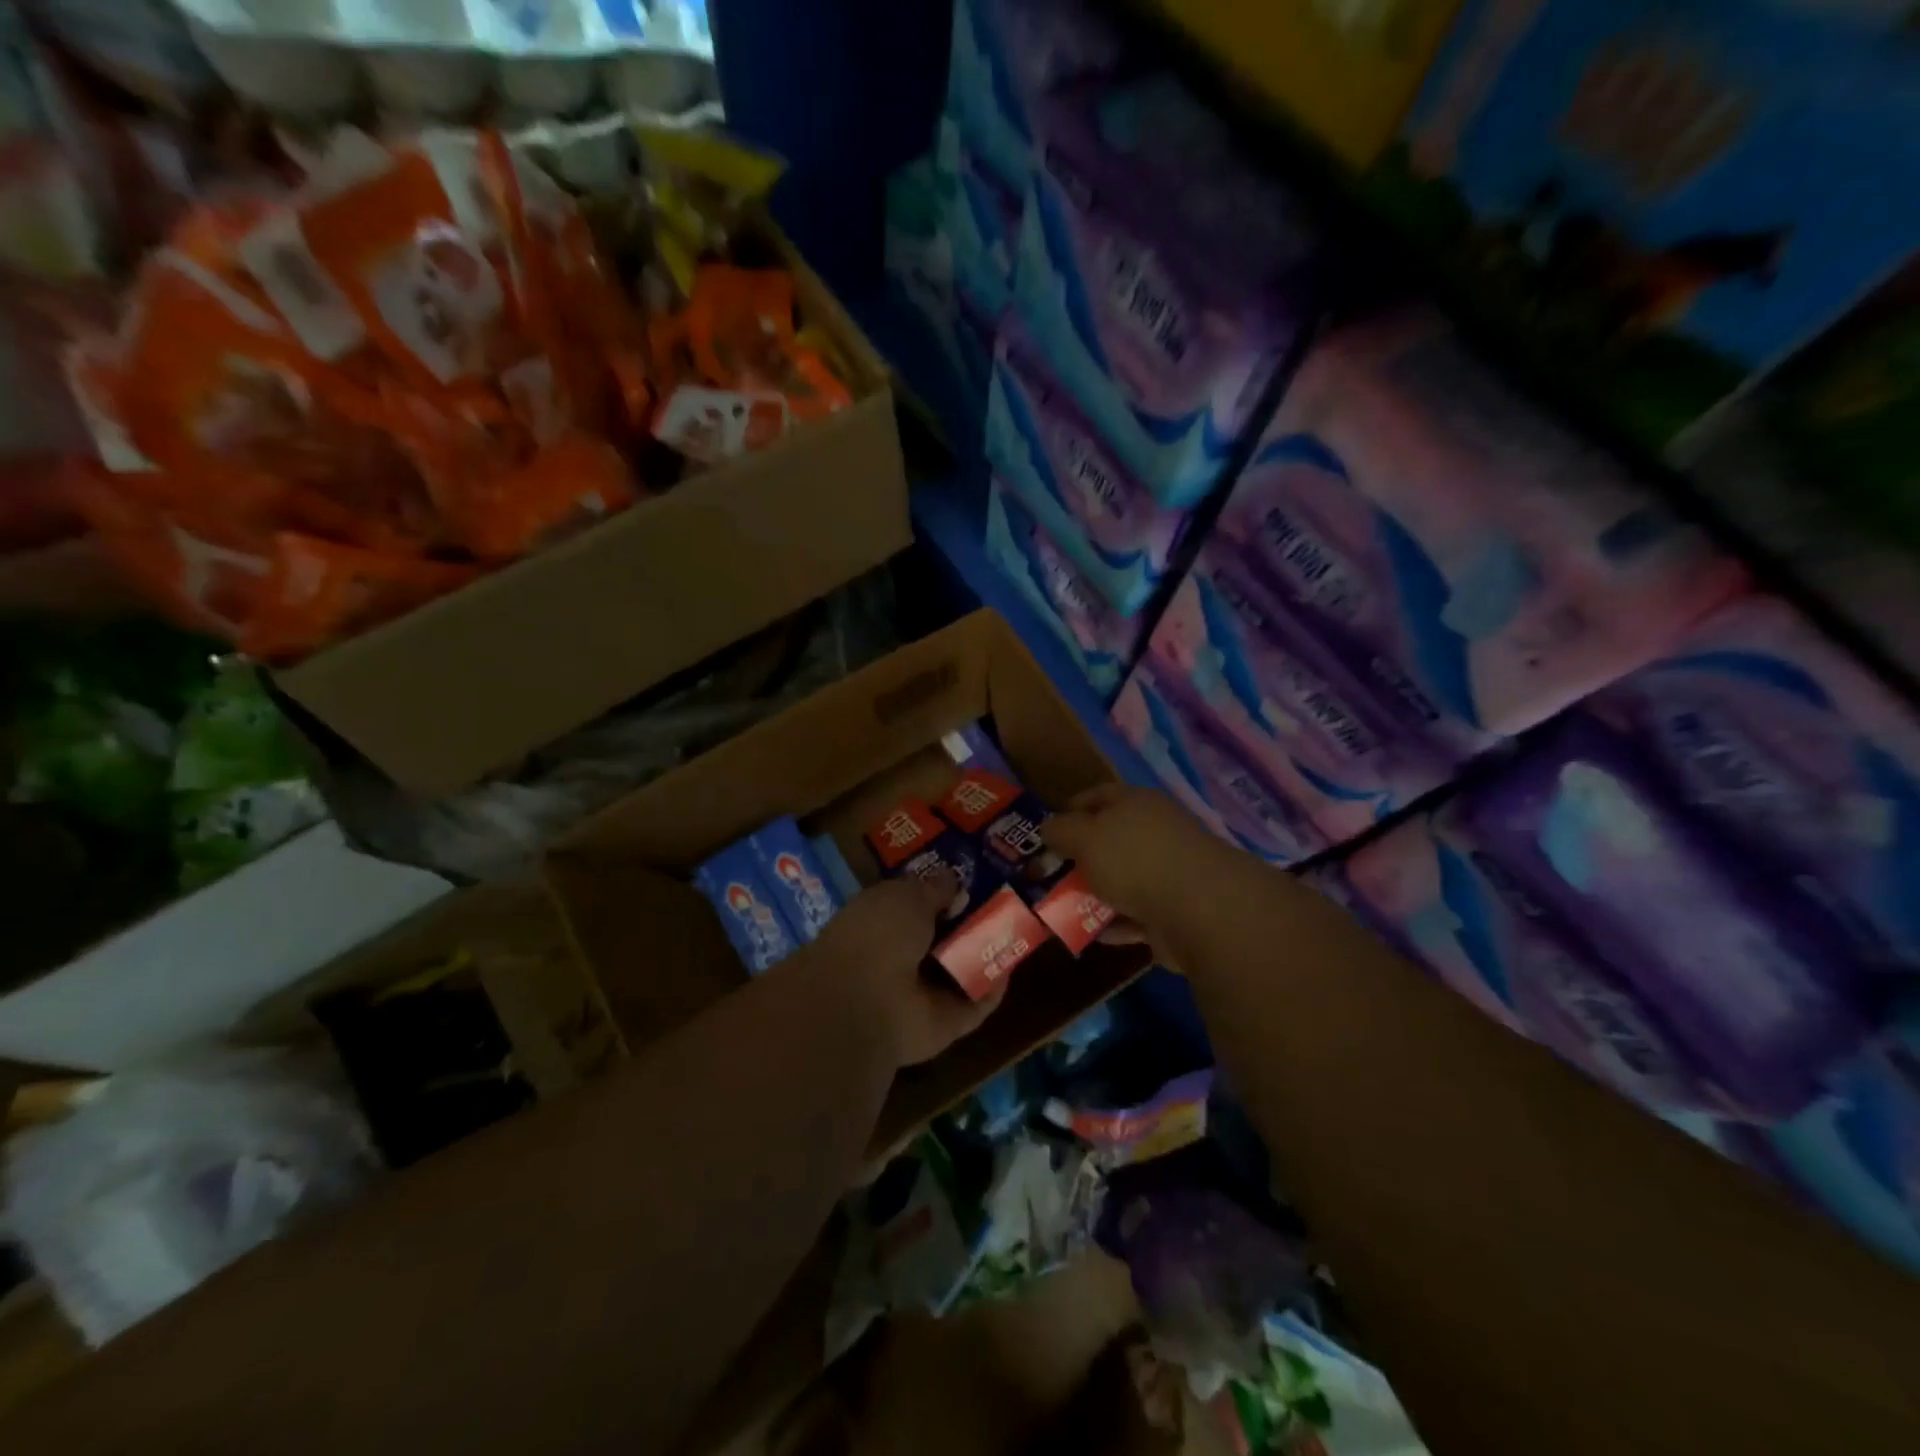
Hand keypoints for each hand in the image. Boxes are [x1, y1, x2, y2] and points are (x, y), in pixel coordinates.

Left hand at [812, 871, 1005, 1067]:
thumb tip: (953, 881)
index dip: (940, 893)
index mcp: (879, 923)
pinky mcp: (944, 1025)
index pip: (913, 907)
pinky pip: (975, 1005)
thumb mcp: (907, 896)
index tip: (970, 879)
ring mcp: (921, 995)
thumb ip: (933, 889)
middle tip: (1003, 901)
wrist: (866, 1004)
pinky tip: (1013, 965)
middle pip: (941, 940)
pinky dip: (993, 989)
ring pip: (960, 972)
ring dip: (985, 954)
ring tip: (1018, 927)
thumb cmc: (879, 934)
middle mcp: (898, 959)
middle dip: (969, 922)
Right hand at [1042, 784, 1225, 934]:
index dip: (1070, 809)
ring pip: (1123, 879)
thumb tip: (1047, 826)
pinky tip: (1091, 933)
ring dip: (1097, 893)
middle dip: (1081, 857)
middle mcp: (1156, 832)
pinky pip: (1136, 914)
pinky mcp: (1176, 910)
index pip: (1098, 796)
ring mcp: (1169, 871)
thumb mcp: (1085, 837)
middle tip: (1049, 874)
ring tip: (1063, 907)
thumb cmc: (1135, 859)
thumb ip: (1061, 830)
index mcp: (1137, 803)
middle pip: (1111, 839)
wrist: (1200, 909)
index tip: (1046, 832)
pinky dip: (1115, 923)